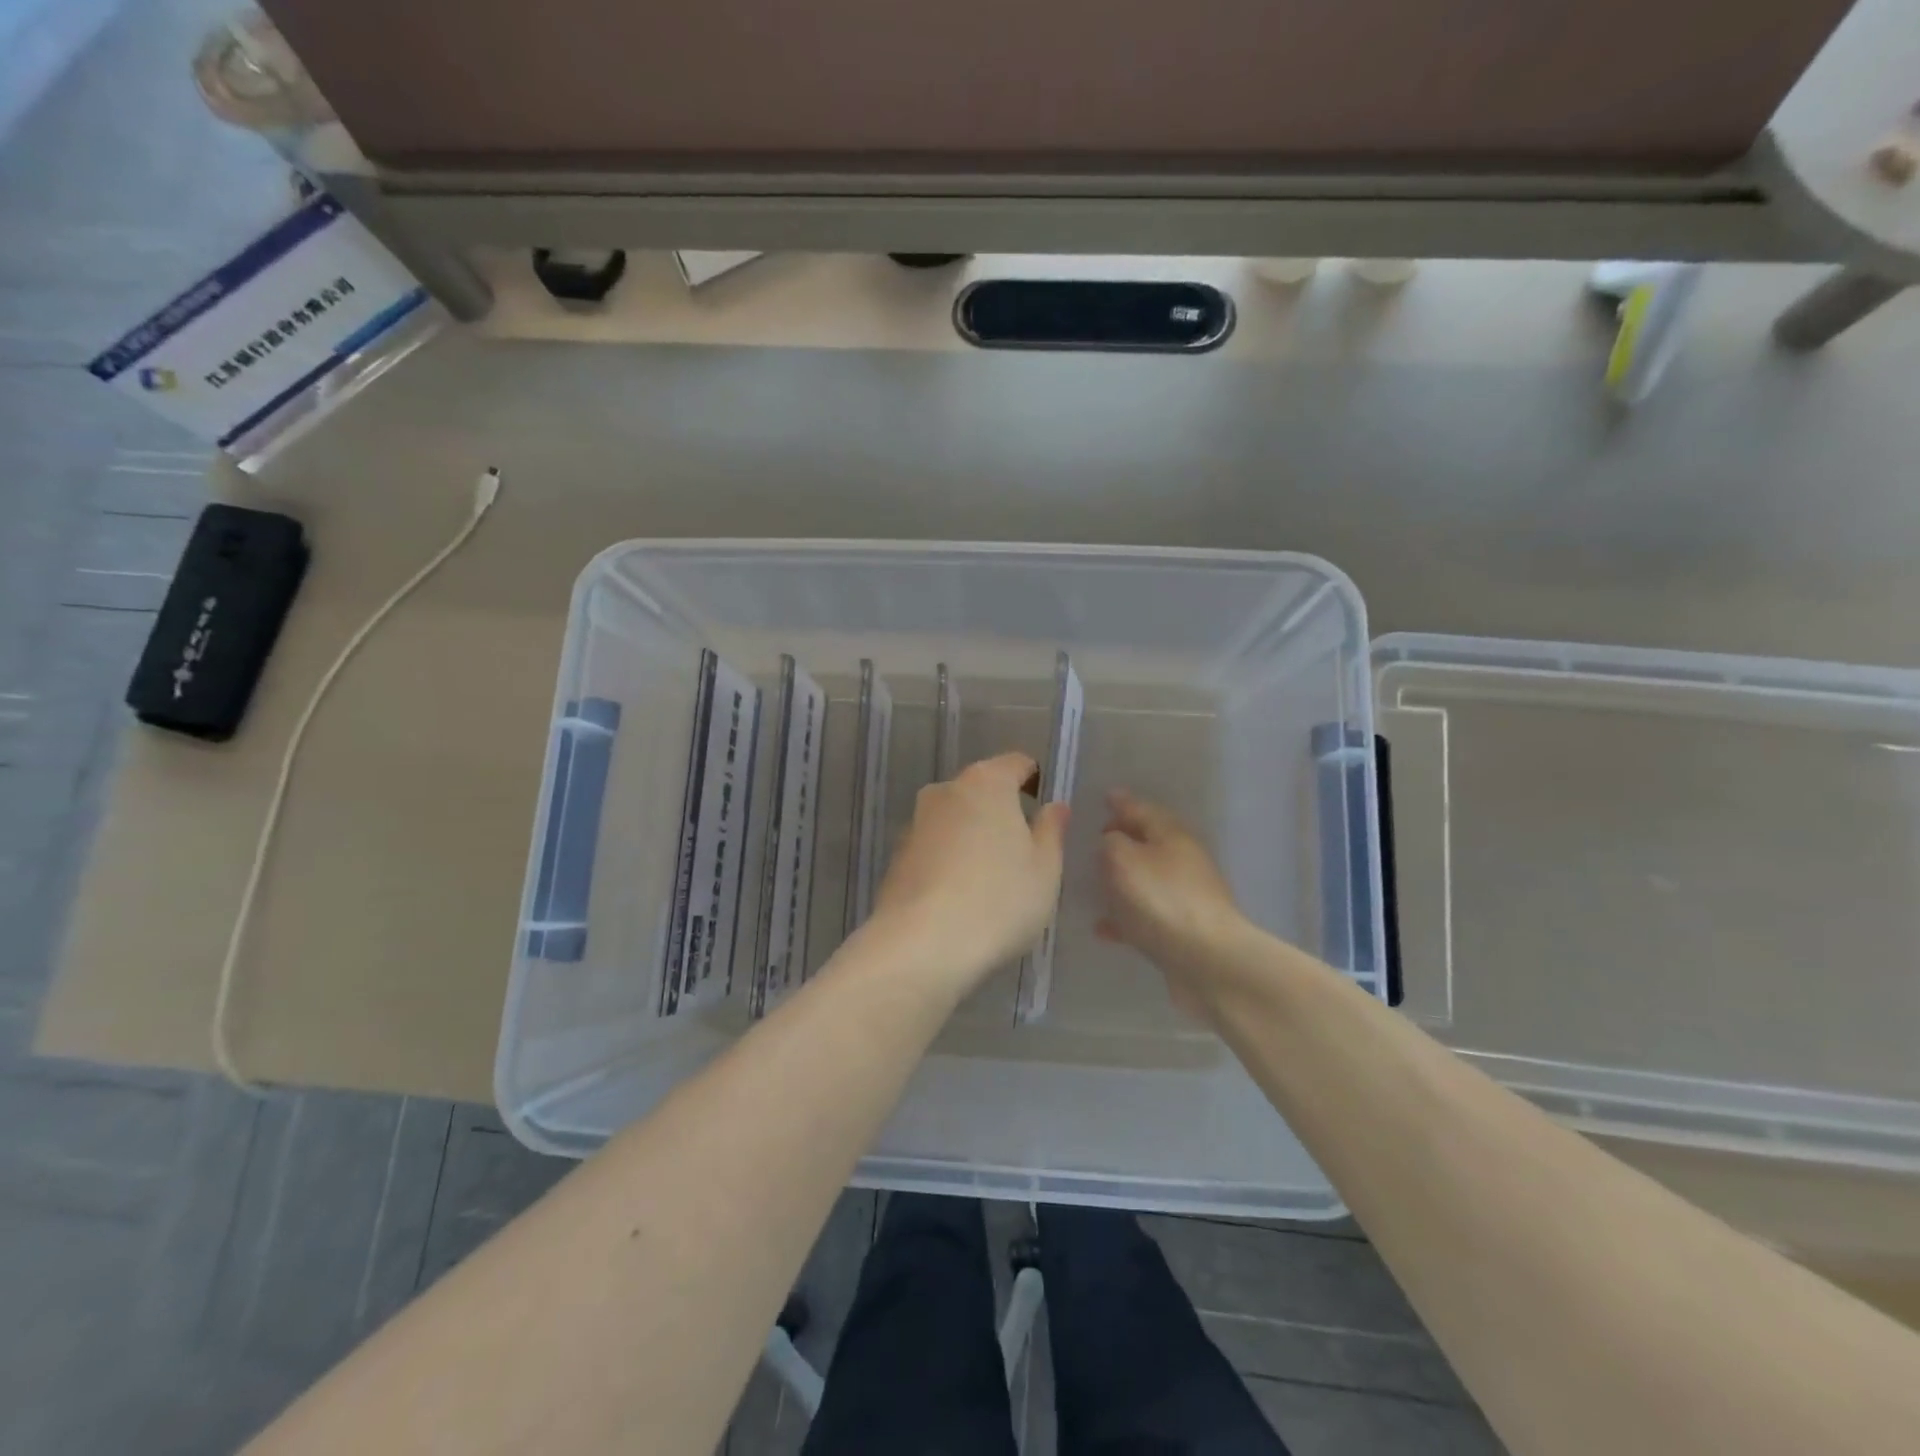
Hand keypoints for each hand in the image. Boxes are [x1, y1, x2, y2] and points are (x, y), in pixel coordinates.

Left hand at [872, 752, 1069, 993]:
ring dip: (972, 837)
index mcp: (986, 782)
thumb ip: (1051, 831)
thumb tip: (1055, 806)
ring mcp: (915, 822)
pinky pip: (934, 847)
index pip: (1016, 764)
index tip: (1044, 811)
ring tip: (990, 881)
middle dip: (1001, 812)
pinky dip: (949, 861)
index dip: (1035, 781)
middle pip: (981, 790)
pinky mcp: (897, 856)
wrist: (921, 945)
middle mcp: (945, 791)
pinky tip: (959, 897)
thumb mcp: (1045, 869)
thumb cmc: (998, 900)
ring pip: (955, 819)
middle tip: (1022, 852)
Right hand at [1096, 790, 1246, 1015]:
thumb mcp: (1123, 859)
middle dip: (1122, 839)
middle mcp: (1182, 860)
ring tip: (1093, 882)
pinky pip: (1145, 916)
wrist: (1207, 961)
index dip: (1122, 803)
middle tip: (1095, 838)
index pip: (1142, 809)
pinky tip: (1102, 926)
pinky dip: (1124, 916)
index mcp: (1172, 835)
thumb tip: (1111, 841)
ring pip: (1146, 880)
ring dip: (1122, 879)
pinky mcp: (1181, 930)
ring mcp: (1184, 897)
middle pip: (1147, 843)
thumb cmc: (1161, 899)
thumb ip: (1110, 843)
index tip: (1105, 797)